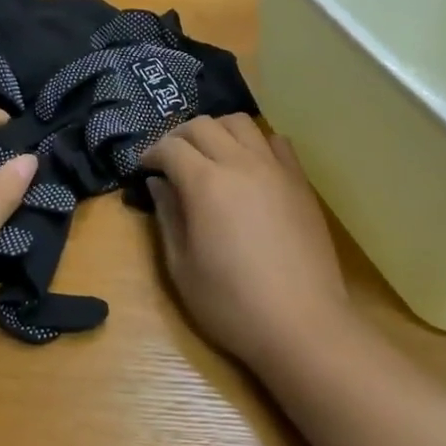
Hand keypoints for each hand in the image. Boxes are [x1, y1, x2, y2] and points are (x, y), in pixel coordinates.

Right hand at [142, 116, 354, 370]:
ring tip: (209, 153)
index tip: (144, 167)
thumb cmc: (231, 303)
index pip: (171, 147)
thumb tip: (158, 183)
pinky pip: (276, 142)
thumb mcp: (182, 267)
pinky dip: (255, 142)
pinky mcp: (299, 181)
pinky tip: (249, 165)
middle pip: (204, 125)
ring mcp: (275, 168)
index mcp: (206, 184)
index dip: (152, 153)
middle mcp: (241, 163)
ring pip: (241, 122)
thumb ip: (167, 216)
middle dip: (180, 135)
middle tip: (170, 158)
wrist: (302, 323)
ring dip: (217, 130)